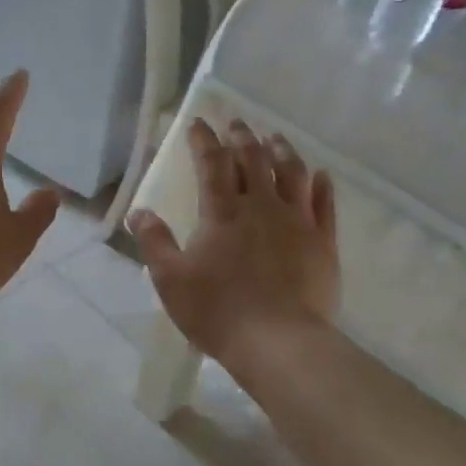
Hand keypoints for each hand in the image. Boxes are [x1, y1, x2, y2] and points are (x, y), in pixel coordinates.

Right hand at [128, 119, 338, 369]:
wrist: (279, 343)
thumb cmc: (217, 311)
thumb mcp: (170, 280)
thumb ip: (154, 242)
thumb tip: (140, 211)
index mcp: (222, 212)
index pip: (211, 163)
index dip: (204, 140)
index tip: (198, 123)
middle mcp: (261, 206)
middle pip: (253, 160)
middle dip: (242, 138)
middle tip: (236, 123)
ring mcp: (297, 222)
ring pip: (292, 173)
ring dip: (282, 151)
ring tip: (275, 137)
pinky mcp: (323, 243)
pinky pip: (325, 204)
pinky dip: (321, 185)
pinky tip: (320, 174)